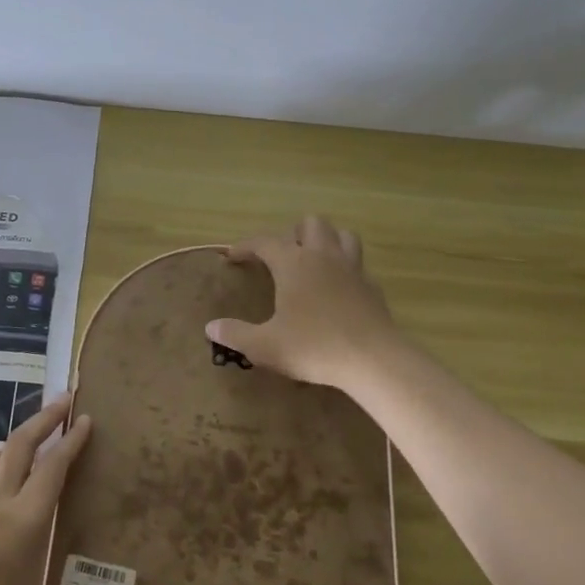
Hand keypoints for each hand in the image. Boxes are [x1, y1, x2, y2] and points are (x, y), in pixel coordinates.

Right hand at [205, 215, 402, 390]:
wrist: (374, 360)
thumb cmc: (314, 347)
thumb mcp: (265, 345)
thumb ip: (236, 334)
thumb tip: (210, 327)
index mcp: (294, 263)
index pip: (265, 242)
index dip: (245, 246)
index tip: (232, 257)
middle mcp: (323, 257)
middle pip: (311, 223)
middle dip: (293, 233)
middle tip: (281, 257)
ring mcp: (353, 270)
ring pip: (342, 235)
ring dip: (326, 241)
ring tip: (312, 262)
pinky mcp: (372, 288)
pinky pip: (357, 265)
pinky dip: (344, 269)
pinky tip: (336, 290)